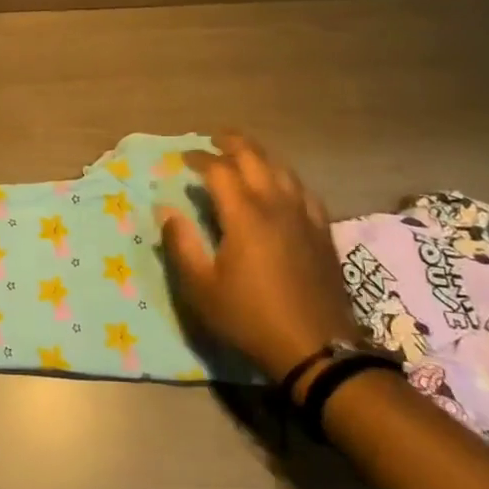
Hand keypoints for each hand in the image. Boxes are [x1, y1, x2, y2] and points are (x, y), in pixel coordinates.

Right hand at [157, 133, 362, 388]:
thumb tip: (165, 210)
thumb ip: (181, 244)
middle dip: (233, 143)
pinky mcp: (323, 232)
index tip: (182, 158)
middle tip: (215, 138)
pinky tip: (283, 186)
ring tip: (245, 154)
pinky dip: (287, 178)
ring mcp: (305, 217)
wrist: (318, 350)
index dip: (198, 158)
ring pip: (283, 170)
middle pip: (255, 159)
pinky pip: (304, 191)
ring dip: (261, 156)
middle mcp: (276, 206)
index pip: (219, 171)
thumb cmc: (250, 317)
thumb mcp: (202, 287)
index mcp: (244, 216)